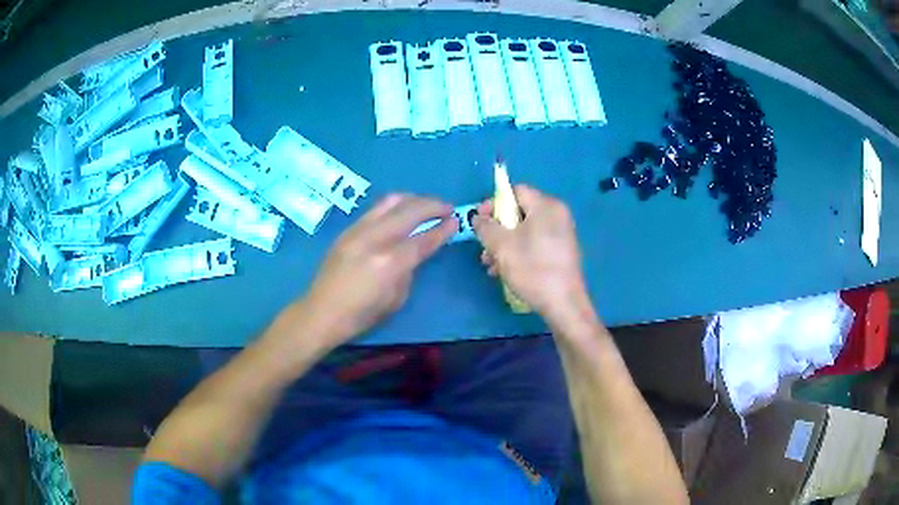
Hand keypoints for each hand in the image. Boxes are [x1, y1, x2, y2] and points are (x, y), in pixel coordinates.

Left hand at [300, 194, 456, 347]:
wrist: (321, 312)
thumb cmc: (361, 315)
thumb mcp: (396, 299)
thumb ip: (409, 270)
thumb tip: (416, 251)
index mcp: (389, 263)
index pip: (423, 238)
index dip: (443, 229)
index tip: (457, 220)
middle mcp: (374, 239)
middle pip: (410, 211)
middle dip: (433, 205)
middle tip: (447, 208)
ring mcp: (358, 230)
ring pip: (391, 201)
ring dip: (413, 199)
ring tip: (426, 205)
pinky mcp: (348, 229)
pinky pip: (376, 209)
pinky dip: (395, 205)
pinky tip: (401, 211)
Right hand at [473, 185, 589, 323]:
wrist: (563, 304)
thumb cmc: (533, 269)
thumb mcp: (502, 246)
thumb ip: (486, 227)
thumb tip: (478, 217)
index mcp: (546, 206)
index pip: (515, 191)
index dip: (493, 203)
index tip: (479, 222)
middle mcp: (557, 215)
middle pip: (519, 212)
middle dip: (497, 229)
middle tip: (484, 248)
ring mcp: (561, 233)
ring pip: (525, 231)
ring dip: (504, 244)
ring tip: (491, 265)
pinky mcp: (561, 251)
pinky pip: (535, 243)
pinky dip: (519, 252)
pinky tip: (506, 271)